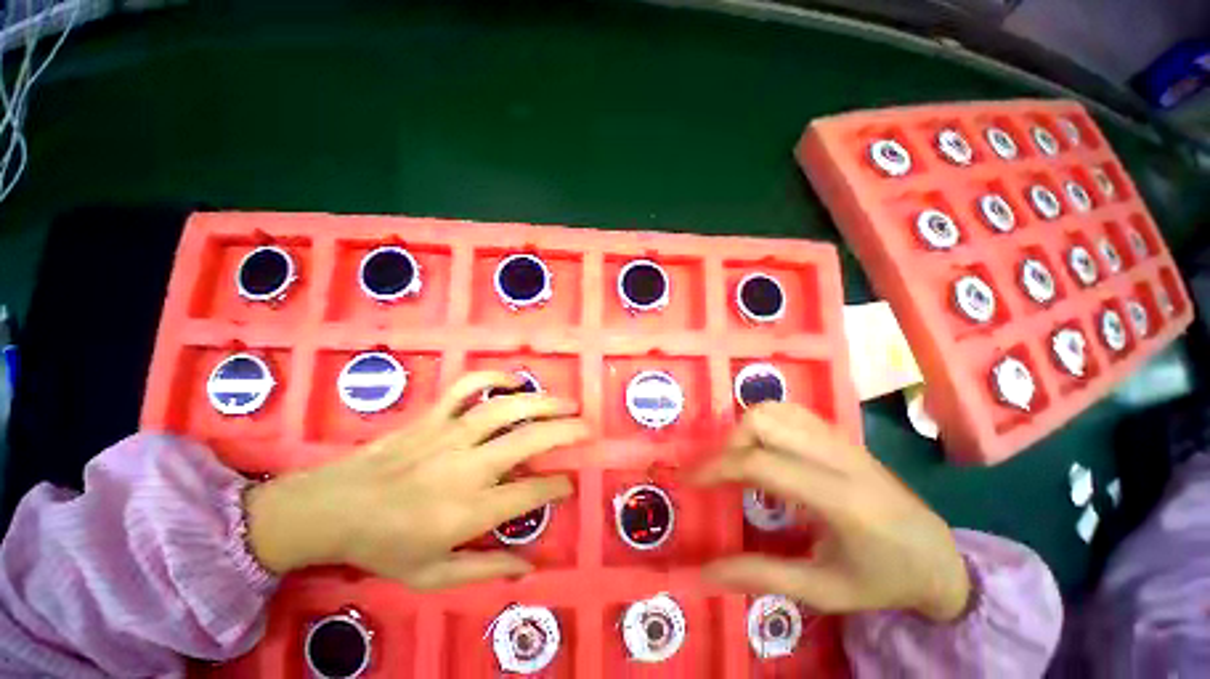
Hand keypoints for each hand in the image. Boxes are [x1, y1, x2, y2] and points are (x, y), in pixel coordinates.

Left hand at [245, 371, 587, 589]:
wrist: (330, 509)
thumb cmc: (383, 546)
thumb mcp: (433, 575)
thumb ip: (485, 568)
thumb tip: (530, 568)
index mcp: (468, 511)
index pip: (530, 496)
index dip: (557, 488)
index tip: (569, 485)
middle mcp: (467, 467)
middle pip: (529, 441)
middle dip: (565, 432)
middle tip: (587, 428)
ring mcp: (450, 435)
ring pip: (505, 409)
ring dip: (542, 402)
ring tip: (567, 402)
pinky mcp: (434, 417)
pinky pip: (466, 387)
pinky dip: (493, 378)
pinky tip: (514, 380)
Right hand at [694, 402, 970, 622]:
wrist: (940, 558)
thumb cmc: (884, 580)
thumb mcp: (823, 591)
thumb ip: (761, 576)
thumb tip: (705, 572)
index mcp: (839, 500)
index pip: (762, 464)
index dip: (717, 467)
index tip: (689, 479)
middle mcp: (839, 457)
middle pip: (764, 422)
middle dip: (730, 444)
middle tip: (720, 474)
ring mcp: (841, 439)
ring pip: (775, 408)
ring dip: (745, 429)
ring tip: (739, 460)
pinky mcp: (841, 434)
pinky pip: (790, 410)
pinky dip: (765, 421)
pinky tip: (763, 447)